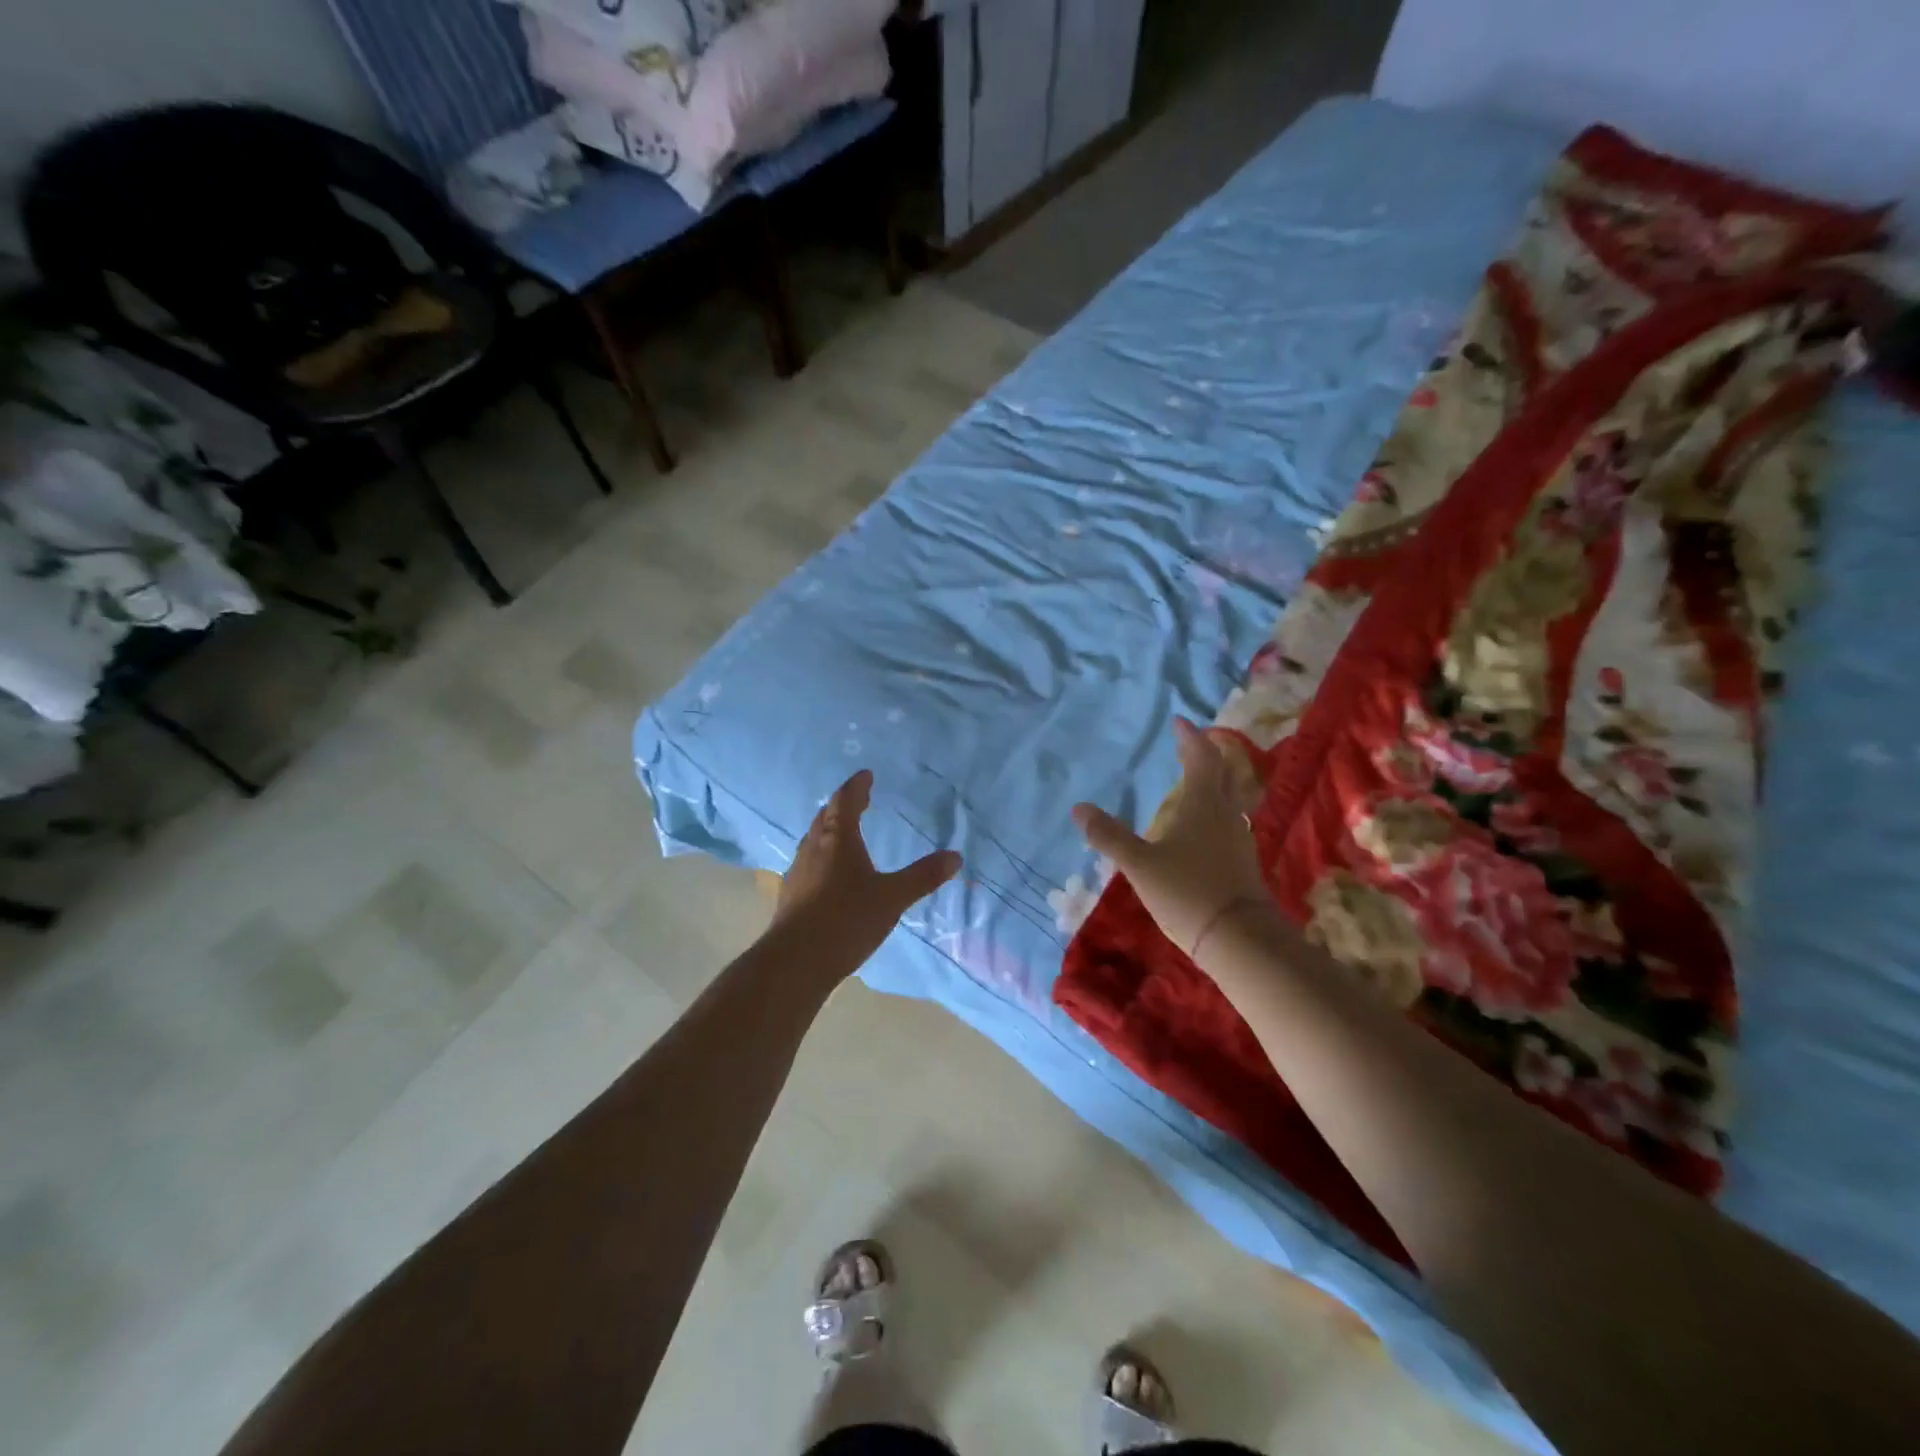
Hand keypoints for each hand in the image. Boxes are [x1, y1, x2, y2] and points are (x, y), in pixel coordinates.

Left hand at [774, 770, 961, 966]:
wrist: (796, 961)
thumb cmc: (847, 919)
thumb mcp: (892, 897)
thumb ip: (922, 876)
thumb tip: (955, 857)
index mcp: (838, 840)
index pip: (845, 802)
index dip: (856, 787)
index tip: (865, 775)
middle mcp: (813, 849)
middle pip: (825, 817)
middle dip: (841, 806)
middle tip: (857, 800)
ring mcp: (798, 872)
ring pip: (813, 840)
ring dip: (828, 830)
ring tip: (843, 833)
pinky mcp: (790, 896)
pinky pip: (808, 863)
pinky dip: (821, 856)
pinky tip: (828, 874)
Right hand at [1072, 718, 1272, 956]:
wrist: (1240, 940)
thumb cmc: (1187, 892)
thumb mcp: (1140, 865)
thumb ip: (1109, 836)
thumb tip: (1078, 808)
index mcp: (1203, 805)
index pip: (1201, 758)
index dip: (1191, 738)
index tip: (1180, 722)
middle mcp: (1225, 815)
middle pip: (1223, 774)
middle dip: (1207, 756)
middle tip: (1190, 747)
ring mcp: (1238, 840)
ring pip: (1229, 800)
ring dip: (1213, 785)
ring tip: (1192, 785)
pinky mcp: (1242, 863)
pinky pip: (1228, 824)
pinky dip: (1214, 813)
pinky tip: (1201, 830)